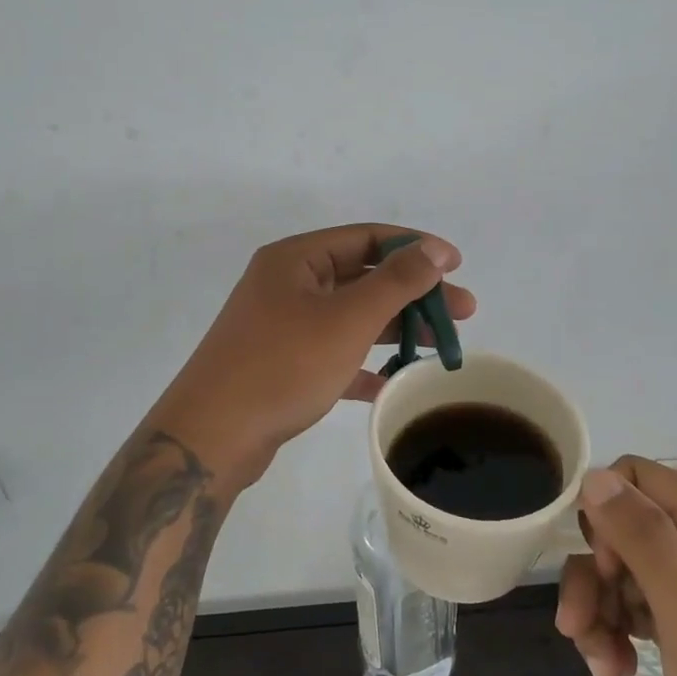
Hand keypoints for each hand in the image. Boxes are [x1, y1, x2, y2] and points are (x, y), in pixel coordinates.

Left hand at [148, 224, 475, 485]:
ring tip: (441, 346)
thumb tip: (436, 248)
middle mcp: (287, 285)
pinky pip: (334, 354)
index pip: (367, 238)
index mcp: (296, 260)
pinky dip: (365, 363)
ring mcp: (283, 327)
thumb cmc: (283, 365)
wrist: (212, 437)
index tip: (457, 264)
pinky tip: (394, 381)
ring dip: (395, 329)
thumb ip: (397, 281)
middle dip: (415, 293)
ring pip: (351, 318)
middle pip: (363, 278)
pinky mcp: (282, 365)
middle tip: (463, 312)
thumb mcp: (348, 318)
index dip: (416, 247)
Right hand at [557, 457, 676, 675]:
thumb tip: (592, 475)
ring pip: (619, 569)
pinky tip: (615, 671)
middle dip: (593, 577)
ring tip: (601, 665)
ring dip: (598, 612)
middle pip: (620, 528)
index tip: (604, 569)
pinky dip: (615, 633)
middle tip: (577, 628)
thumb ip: (643, 539)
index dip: (605, 516)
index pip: (634, 478)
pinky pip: (633, 605)